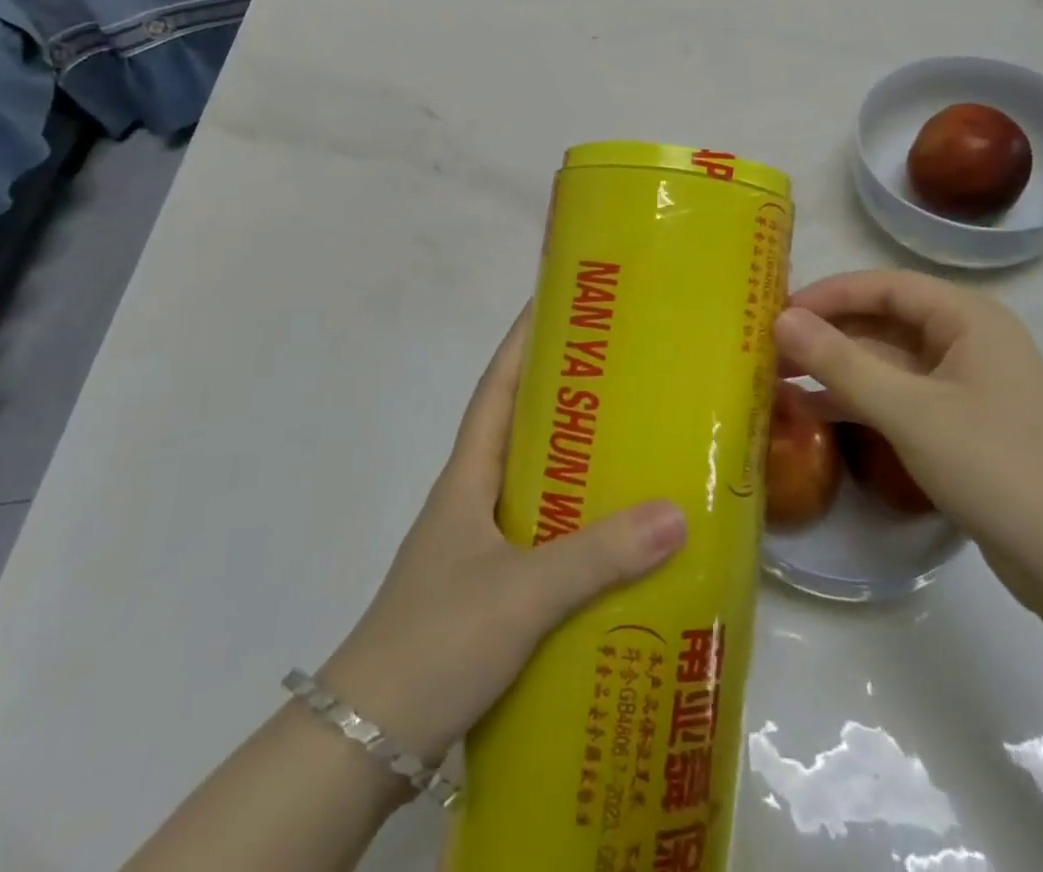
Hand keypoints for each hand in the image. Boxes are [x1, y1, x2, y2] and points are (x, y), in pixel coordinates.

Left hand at [320, 309, 685, 764]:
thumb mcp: (521, 594)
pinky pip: (539, 535)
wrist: (366, 740)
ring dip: (572, 462)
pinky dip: (573, 525)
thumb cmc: (435, 641)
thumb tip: (676, 512)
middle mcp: (470, 500)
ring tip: (631, 446)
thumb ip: (596, 556)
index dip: (520, 343)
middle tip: (620, 373)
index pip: (495, 390)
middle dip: (562, 396)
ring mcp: (475, 546)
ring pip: (531, 484)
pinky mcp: (486, 589)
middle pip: (518, 429)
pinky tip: (612, 540)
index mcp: (466, 478)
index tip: (553, 302)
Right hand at [775, 271, 1042, 610]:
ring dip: (838, 367)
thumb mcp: (909, 411)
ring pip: (888, 360)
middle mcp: (968, 338)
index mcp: (968, 316)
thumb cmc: (995, 468)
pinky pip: (900, 394)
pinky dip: (860, 398)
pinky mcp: (961, 421)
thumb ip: (840, 362)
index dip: (827, 295)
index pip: (883, 286)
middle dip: (827, 333)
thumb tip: (780, 320)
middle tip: (770, 347)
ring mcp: (966, 382)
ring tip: (778, 377)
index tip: (776, 313)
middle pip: (884, 320)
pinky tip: (814, 409)